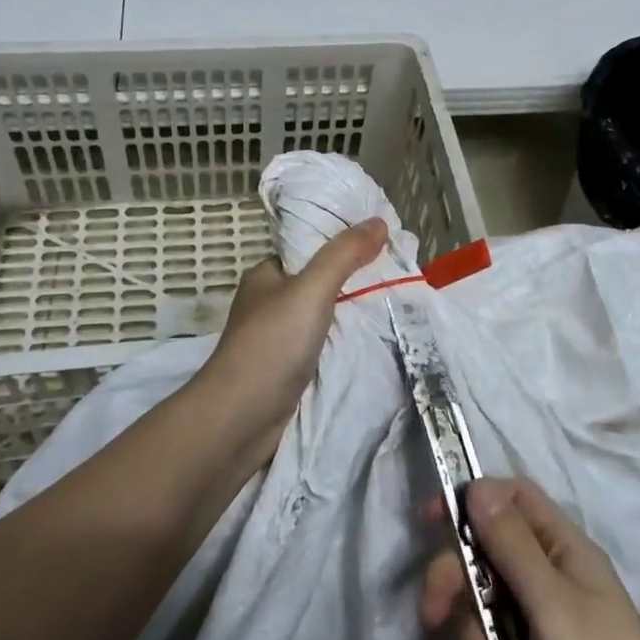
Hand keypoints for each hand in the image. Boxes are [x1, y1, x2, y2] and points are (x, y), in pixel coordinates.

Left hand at [195, 217, 388, 458]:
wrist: (240, 419)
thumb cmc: (271, 344)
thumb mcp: (311, 290)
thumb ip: (343, 255)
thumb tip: (378, 220)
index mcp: (266, 276)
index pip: (308, 249)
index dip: (343, 244)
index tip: (383, 244)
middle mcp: (269, 304)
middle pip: (319, 284)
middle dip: (355, 282)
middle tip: (398, 277)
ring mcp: (277, 340)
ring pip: (323, 319)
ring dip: (352, 317)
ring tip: (397, 307)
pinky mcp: (287, 372)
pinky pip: (323, 349)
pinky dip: (345, 346)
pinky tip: (375, 344)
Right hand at [423, 479, 639, 639]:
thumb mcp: (553, 609)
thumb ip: (512, 546)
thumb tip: (476, 485)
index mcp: (564, 550)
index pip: (512, 497)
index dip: (471, 499)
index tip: (429, 522)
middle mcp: (551, 578)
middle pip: (485, 554)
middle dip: (456, 587)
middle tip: (433, 616)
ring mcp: (542, 625)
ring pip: (481, 610)